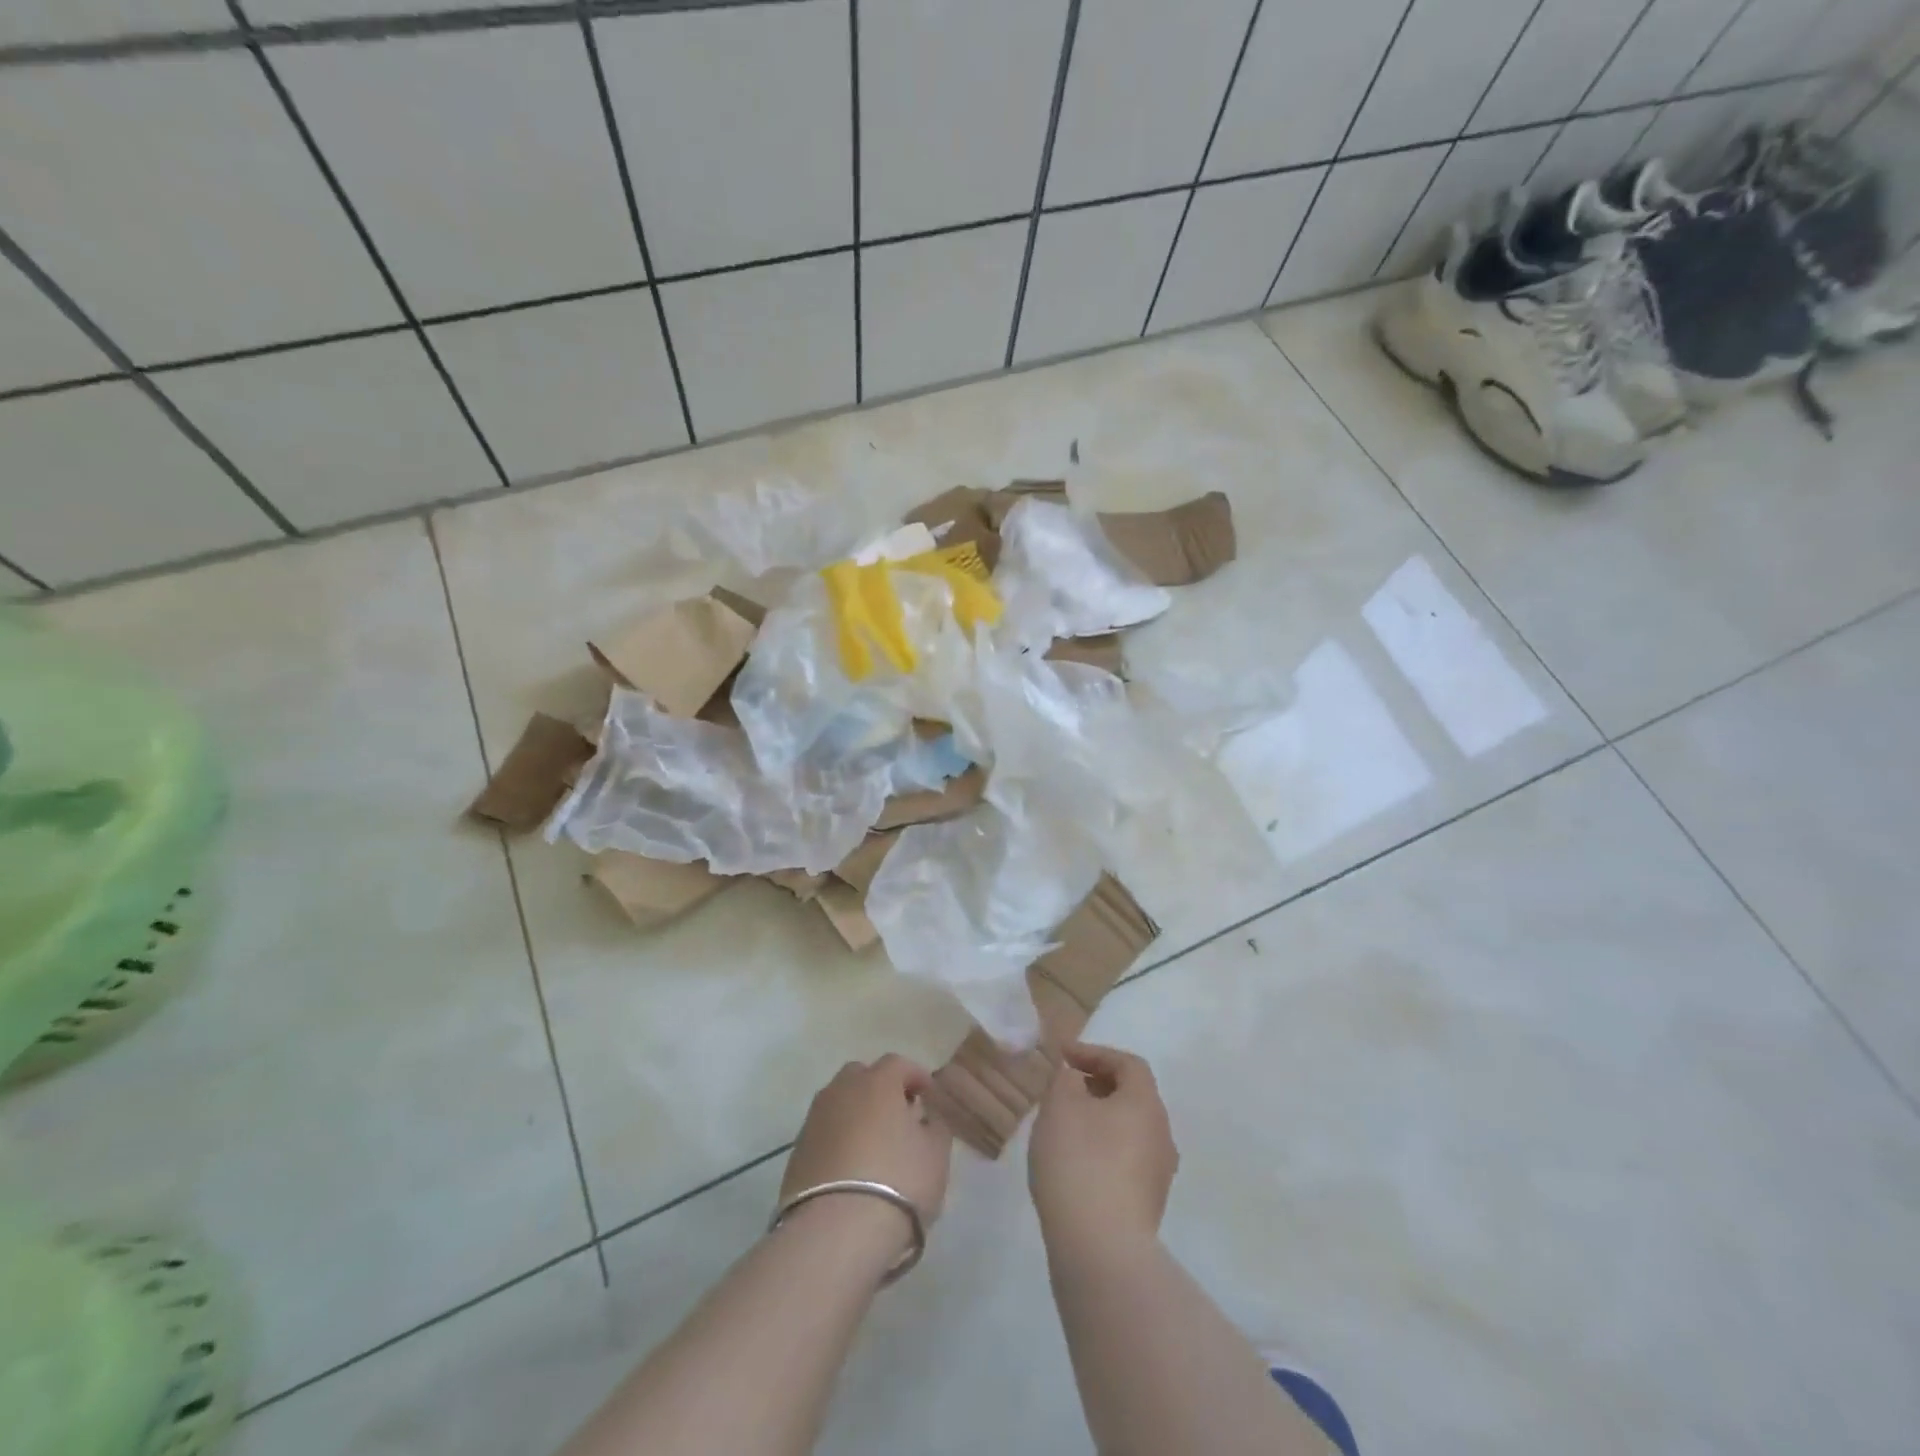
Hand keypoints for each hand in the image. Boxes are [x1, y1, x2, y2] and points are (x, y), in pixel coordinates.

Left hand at [780, 1054, 953, 1227]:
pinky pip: (824, 1132)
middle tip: (897, 1117)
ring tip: (872, 1145)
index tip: (928, 1097)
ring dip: (856, 1114)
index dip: (915, 1077)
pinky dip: (838, 1140)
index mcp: (877, 1082)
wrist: (836, 1231)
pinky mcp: (797, 1151)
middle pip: (862, 1076)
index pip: (898, 1064)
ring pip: (839, 1103)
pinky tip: (850, 1167)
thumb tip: (922, 1116)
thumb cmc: (898, 1182)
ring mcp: (814, 1118)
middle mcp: (842, 1090)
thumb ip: (934, 1126)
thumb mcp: (935, 1154)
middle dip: (880, 1089)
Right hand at [1029, 1043, 1178, 1256]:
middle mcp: (1162, 1135)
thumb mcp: (1060, 1106)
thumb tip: (1076, 1079)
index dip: (1095, 1053)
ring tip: (1063, 1127)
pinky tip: (1073, 1164)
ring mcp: (1158, 1175)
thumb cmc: (1079, 1162)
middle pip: (1132, 1097)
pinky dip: (1101, 1151)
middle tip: (1063, 1089)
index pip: (1128, 1064)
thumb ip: (1066, 1080)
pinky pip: (1124, 1162)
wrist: (1100, 1250)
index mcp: (1146, 1104)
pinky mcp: (1146, 1207)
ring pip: (1128, 1131)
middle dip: (1097, 1086)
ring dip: (1098, 1121)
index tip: (1063, 1056)